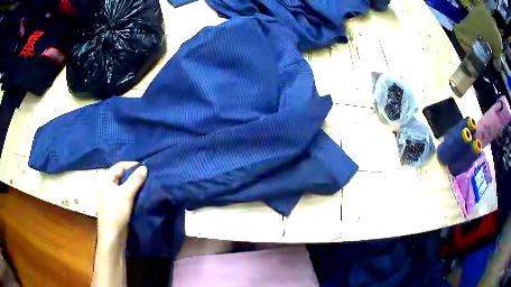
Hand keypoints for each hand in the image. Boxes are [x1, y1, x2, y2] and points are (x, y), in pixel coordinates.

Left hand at [96, 162, 147, 240]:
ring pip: (124, 185)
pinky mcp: (115, 204)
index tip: (146, 168)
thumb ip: (135, 180)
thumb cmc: (116, 212)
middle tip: (148, 177)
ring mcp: (110, 195)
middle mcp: (106, 184)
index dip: (132, 165)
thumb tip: (145, 167)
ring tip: (146, 185)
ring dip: (134, 184)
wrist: (112, 235)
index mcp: (105, 179)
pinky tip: (141, 194)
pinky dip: (132, 192)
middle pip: (122, 175)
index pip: (120, 166)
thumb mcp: (126, 194)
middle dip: (134, 175)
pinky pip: (125, 193)